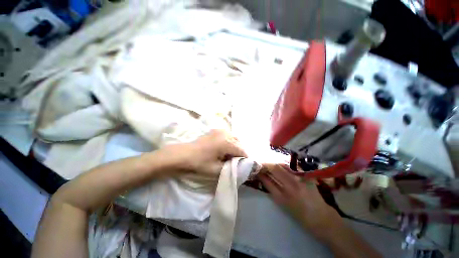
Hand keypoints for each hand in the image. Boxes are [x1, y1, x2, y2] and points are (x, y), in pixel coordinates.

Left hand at [164, 129, 246, 176]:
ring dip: (235, 147)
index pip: (242, 150)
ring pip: (234, 138)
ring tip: (230, 155)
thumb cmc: (199, 163)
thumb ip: (231, 167)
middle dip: (240, 152)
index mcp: (226, 142)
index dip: (245, 159)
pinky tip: (224, 149)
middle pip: (239, 143)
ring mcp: (220, 130)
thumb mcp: (217, 170)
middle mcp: (225, 133)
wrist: (183, 154)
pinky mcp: (216, 130)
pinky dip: (229, 142)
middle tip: (235, 162)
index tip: (244, 166)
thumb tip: (241, 166)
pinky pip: (228, 135)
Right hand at [258, 164, 341, 238]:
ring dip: (274, 162)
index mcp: (282, 197)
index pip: (267, 180)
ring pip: (283, 165)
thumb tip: (264, 177)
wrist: (321, 218)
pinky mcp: (307, 177)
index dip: (260, 173)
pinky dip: (285, 163)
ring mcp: (300, 180)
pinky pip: (292, 166)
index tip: (256, 168)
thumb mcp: (283, 204)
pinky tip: (281, 162)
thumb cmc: (299, 214)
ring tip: (270, 161)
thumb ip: (272, 190)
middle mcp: (290, 187)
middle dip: (266, 164)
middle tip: (262, 162)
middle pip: (275, 169)